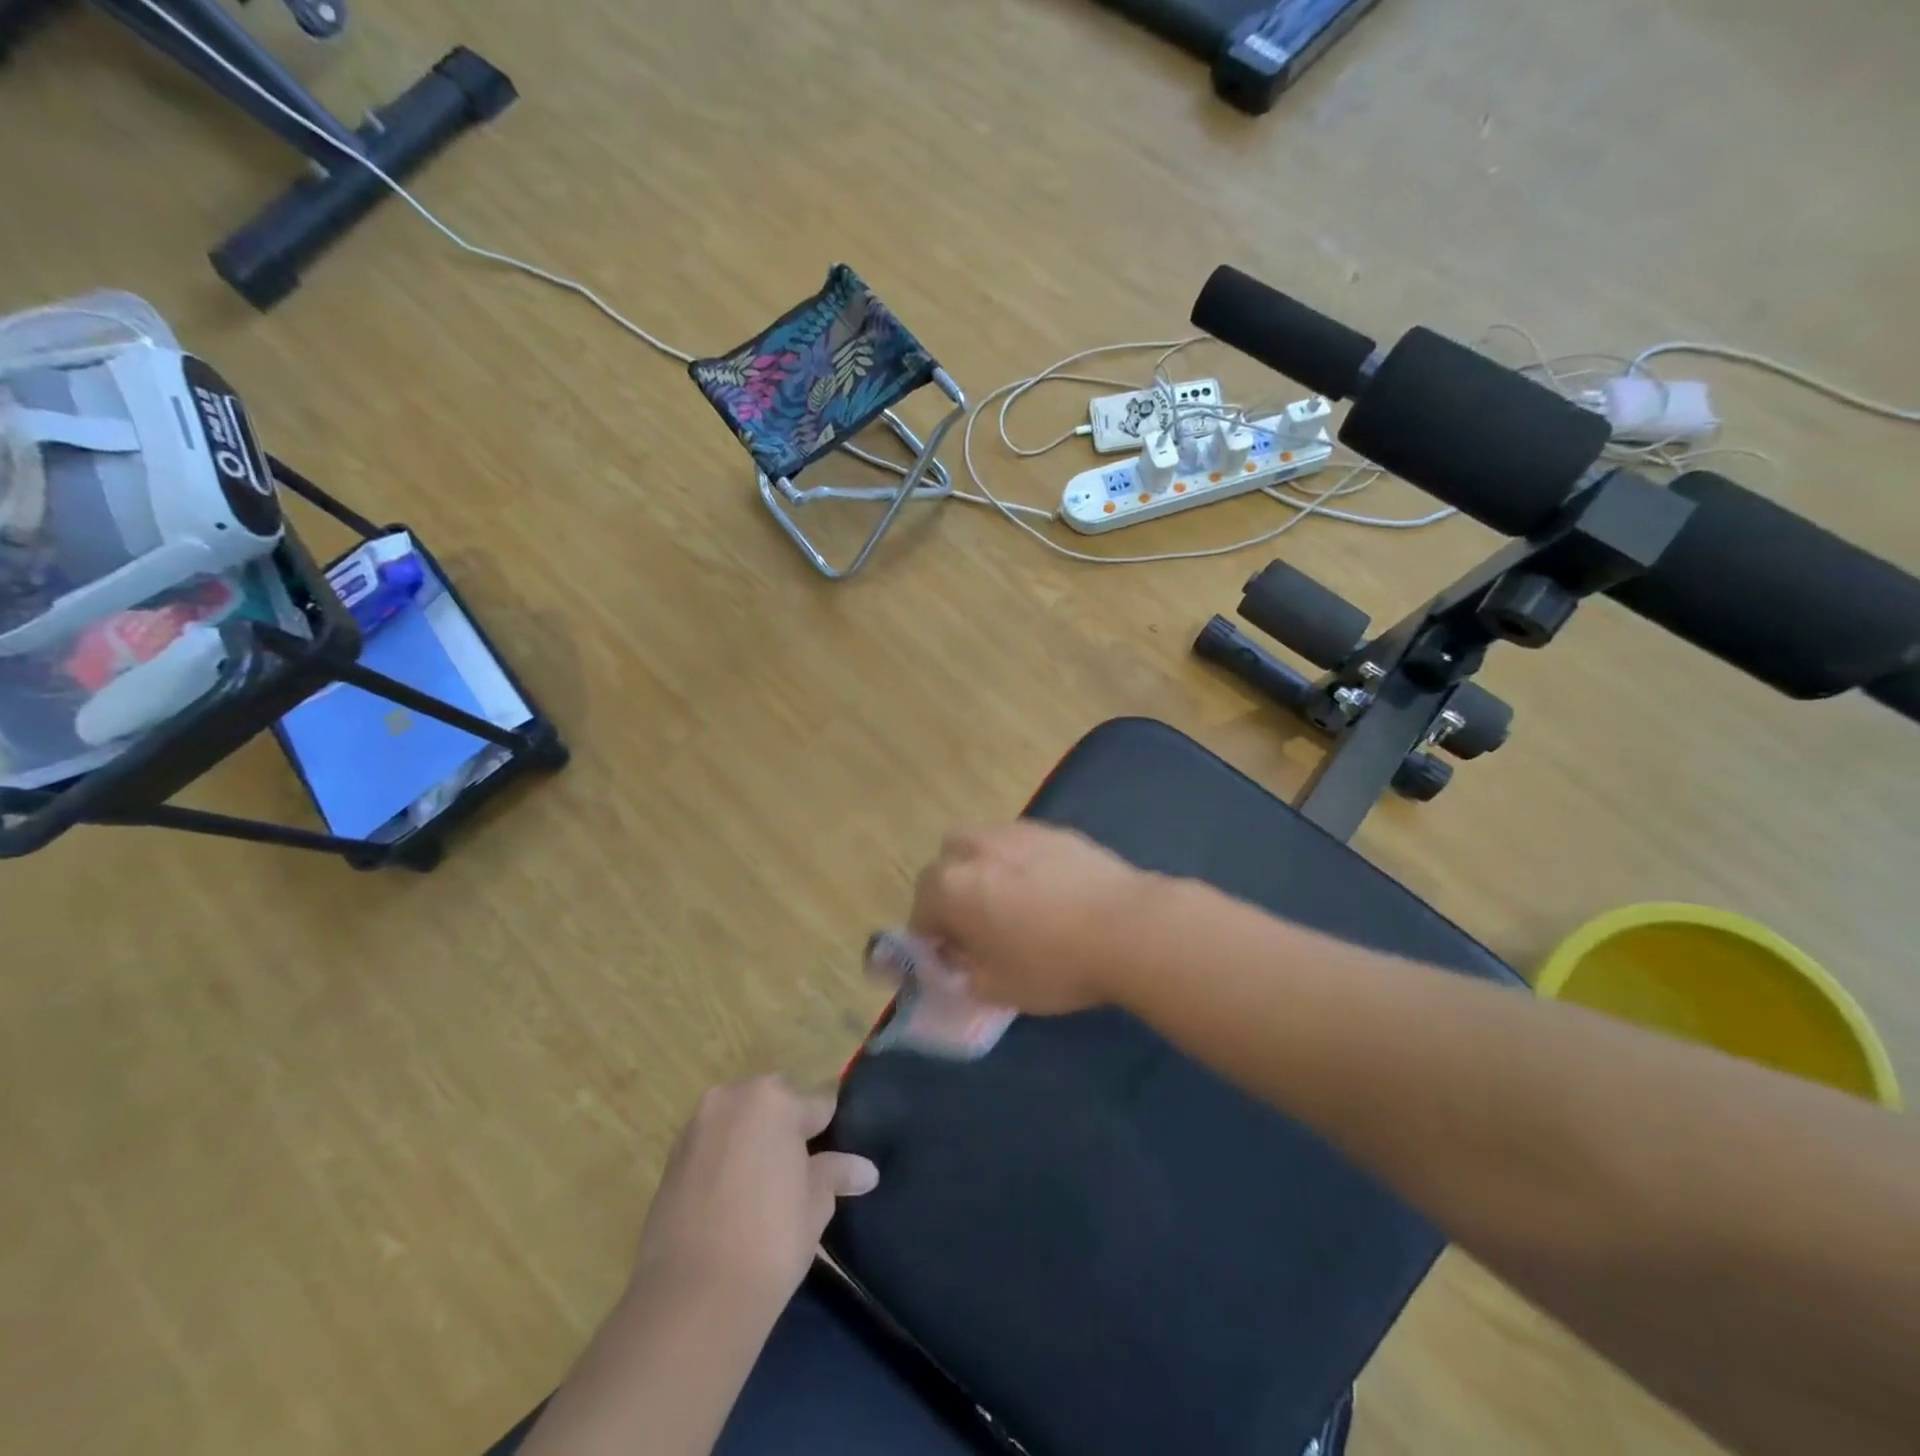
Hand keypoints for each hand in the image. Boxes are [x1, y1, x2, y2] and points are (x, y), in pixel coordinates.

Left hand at [633, 1077, 877, 1310]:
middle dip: (787, 1132)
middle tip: (800, 1176)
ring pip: (739, 1123)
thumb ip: (837, 1174)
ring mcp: (696, 1126)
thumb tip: (866, 1170)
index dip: (830, 1134)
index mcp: (774, 1099)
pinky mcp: (670, 1159)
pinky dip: (725, 1162)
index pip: (818, 1106)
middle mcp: (731, 1098)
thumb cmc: (770, 1239)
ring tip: (765, 1191)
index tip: (836, 1162)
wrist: (692, 1299)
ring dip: (753, 1143)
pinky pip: (712, 1147)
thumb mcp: (816, 1204)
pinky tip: (733, 1202)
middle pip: (773, 1105)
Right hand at [908, 822, 1157, 1014]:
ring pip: (983, 848)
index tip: (954, 961)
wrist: (1128, 928)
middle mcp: (974, 849)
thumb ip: (964, 973)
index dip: (933, 941)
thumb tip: (961, 959)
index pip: (921, 913)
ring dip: (985, 872)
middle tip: (979, 927)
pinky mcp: (1053, 829)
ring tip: (1016, 905)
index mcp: (950, 887)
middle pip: (946, 867)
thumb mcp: (996, 989)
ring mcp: (1015, 832)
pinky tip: (1051, 892)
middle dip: (953, 893)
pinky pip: (1022, 845)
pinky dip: (1022, 864)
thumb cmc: (1053, 965)